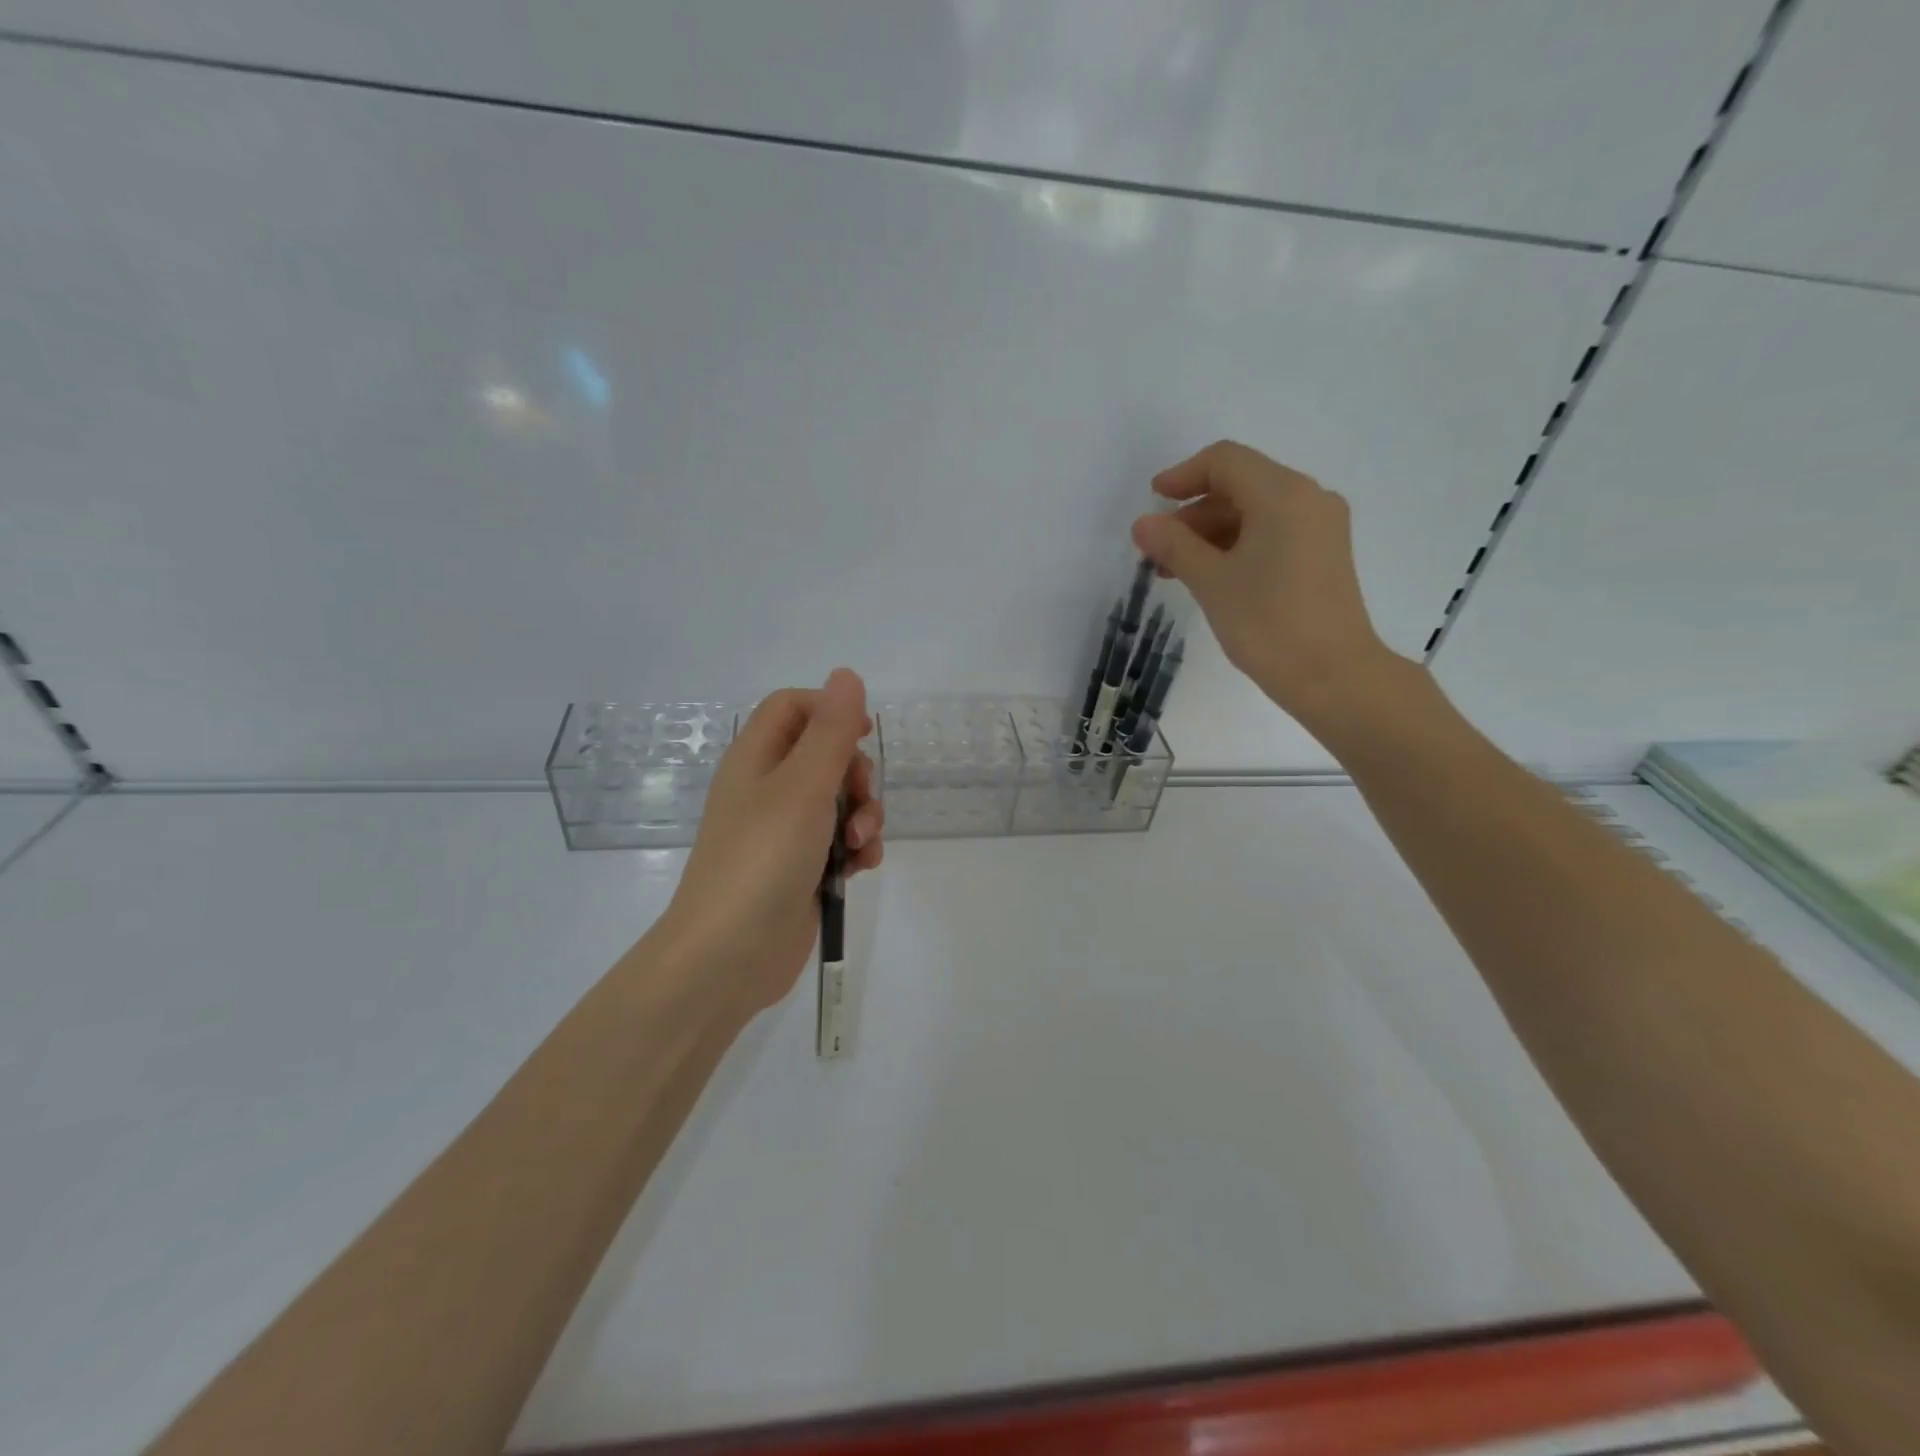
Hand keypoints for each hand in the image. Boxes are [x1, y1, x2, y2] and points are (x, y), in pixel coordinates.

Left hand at [659, 668, 884, 1020]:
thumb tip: (845, 674)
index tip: (862, 733)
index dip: (829, 709)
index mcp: (756, 759)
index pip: (792, 707)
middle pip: (823, 754)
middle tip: (859, 798)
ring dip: (863, 815)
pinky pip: (838, 842)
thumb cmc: (763, 858)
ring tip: (860, 844)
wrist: (728, 955)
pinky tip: (862, 868)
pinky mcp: (799, 868)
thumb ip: (831, 730)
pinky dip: (856, 848)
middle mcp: (767, 789)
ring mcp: (783, 832)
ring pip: (838, 801)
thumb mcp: (804, 786)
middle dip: (855, 773)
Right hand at [1131, 440, 1405, 732]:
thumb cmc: (1268, 623)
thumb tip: (1143, 523)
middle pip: (1240, 484)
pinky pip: (1273, 532)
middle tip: (1159, 549)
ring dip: (1211, 532)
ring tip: (1177, 570)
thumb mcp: (1211, 581)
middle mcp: (1308, 498)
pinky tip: (1212, 576)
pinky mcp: (1324, 554)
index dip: (1183, 475)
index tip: (1152, 503)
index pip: (1225, 461)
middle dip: (1194, 512)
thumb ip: (1173, 545)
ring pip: (1255, 511)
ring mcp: (1321, 527)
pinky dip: (1237, 545)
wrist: (1333, 676)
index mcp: (1283, 494)